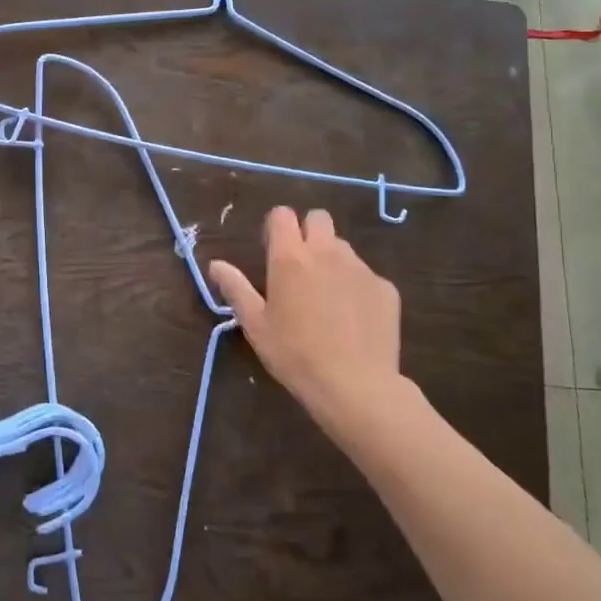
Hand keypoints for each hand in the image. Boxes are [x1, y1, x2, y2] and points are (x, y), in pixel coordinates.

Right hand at [208, 207, 412, 439]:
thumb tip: (215, 264)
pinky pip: (366, 276)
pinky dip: (357, 288)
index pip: (282, 215)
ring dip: (332, 260)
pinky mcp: (386, 288)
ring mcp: (360, 268)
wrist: (356, 386)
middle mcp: (327, 253)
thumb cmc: (295, 355)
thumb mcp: (256, 325)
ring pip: (343, 247)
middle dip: (308, 231)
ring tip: (327, 298)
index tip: (272, 249)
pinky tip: (353, 319)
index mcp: (290, 258)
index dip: (276, 226)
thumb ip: (235, 289)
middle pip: (319, 218)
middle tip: (300, 266)